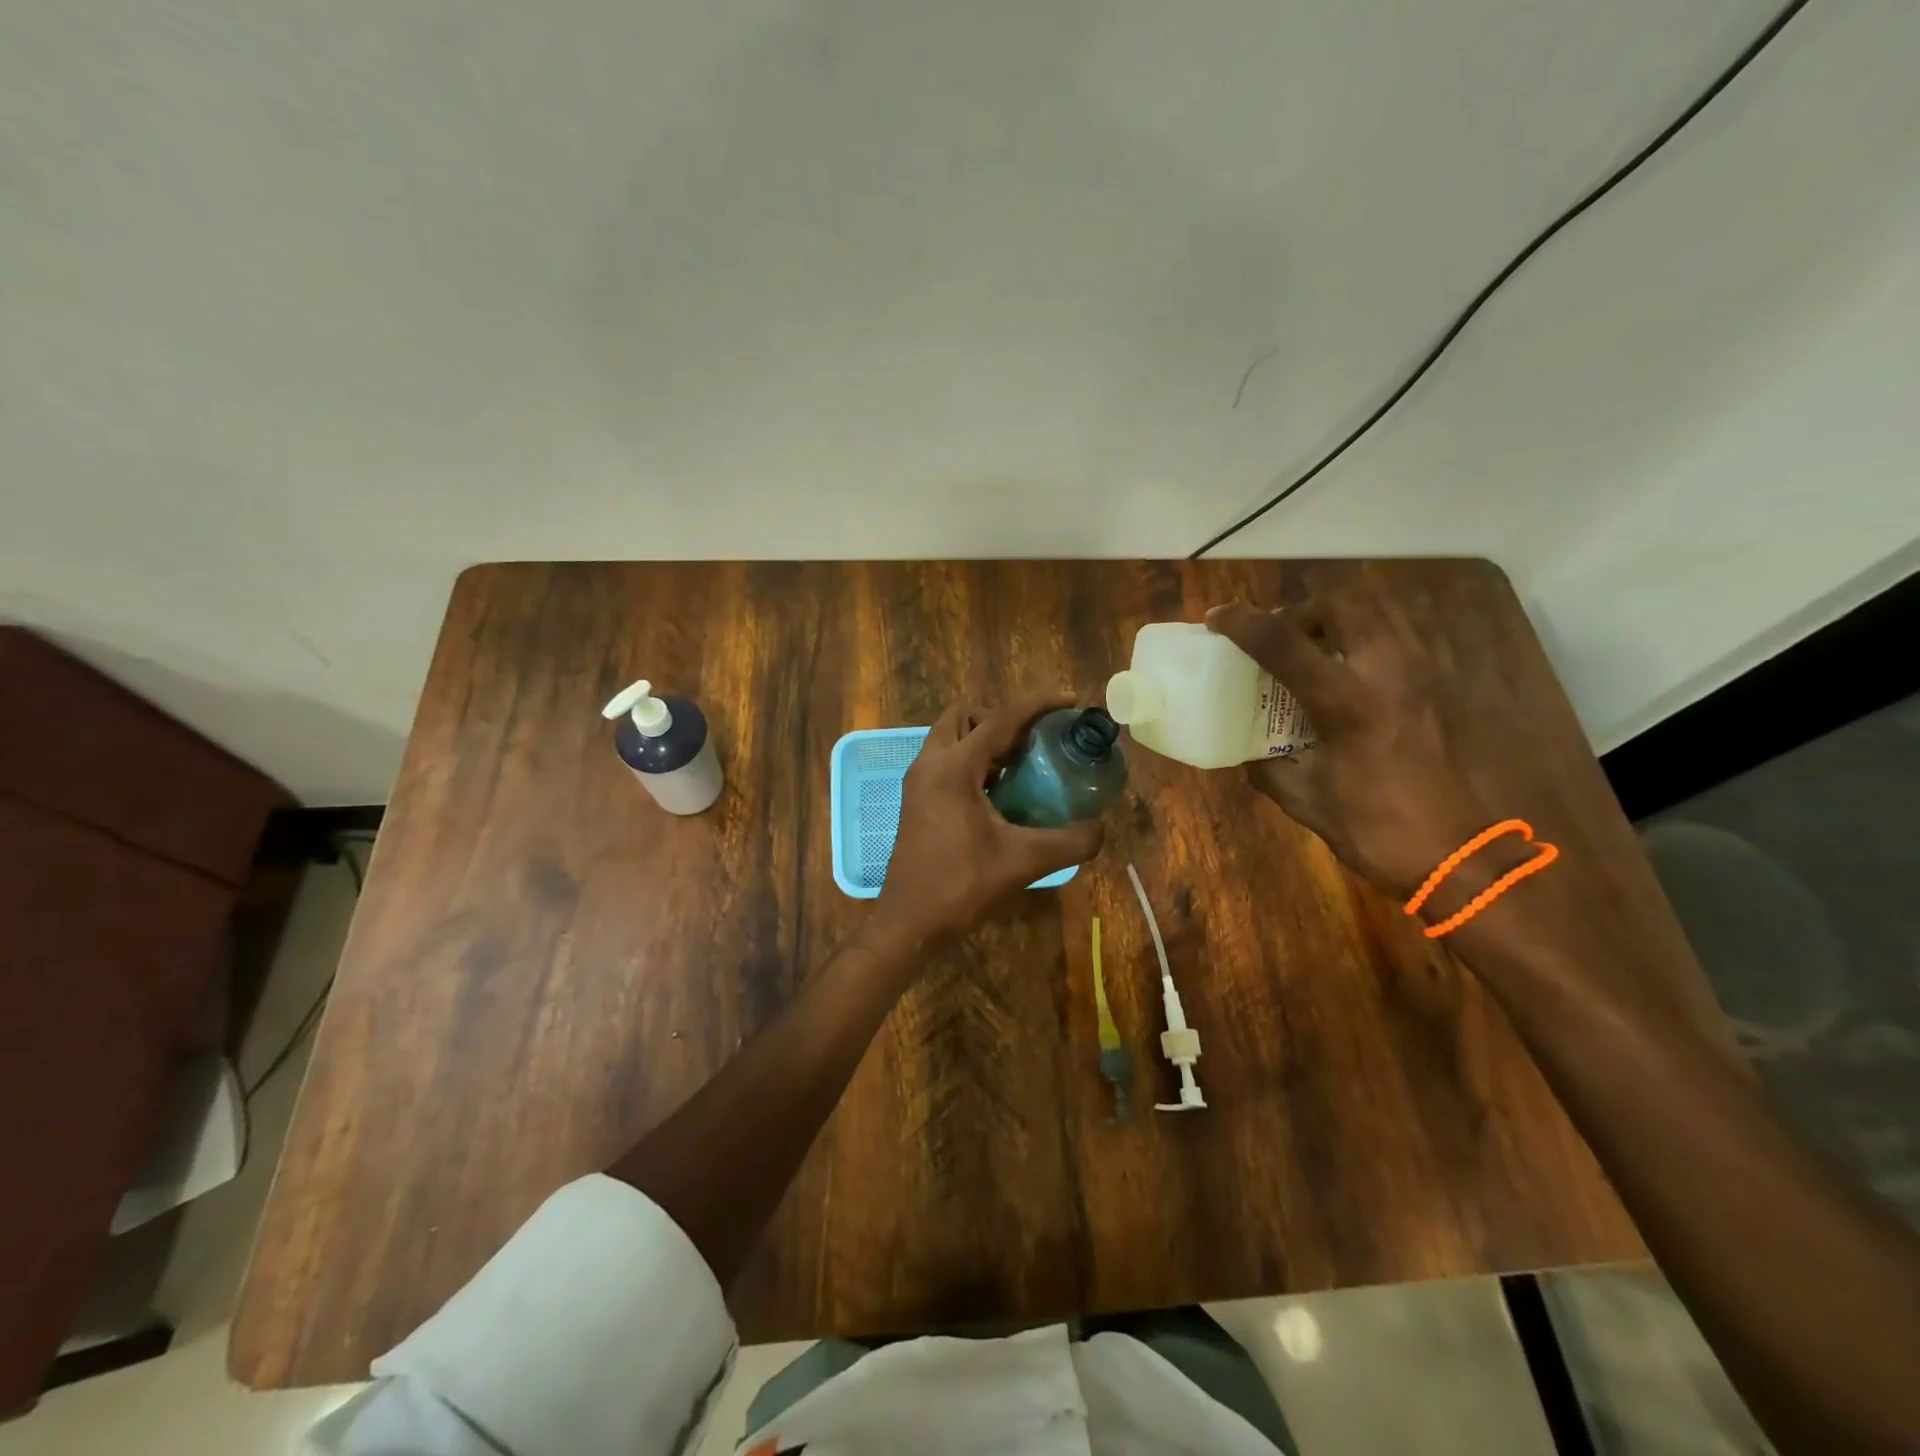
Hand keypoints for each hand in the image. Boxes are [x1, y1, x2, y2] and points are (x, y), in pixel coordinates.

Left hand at [875, 695, 1105, 941]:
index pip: (1000, 719)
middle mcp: (930, 764)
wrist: (910, 921)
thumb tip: (1101, 828)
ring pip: (950, 737)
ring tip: (1020, 765)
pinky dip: (971, 761)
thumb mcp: (1024, 862)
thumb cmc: (962, 885)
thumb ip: (1070, 842)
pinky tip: (998, 792)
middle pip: (965, 717)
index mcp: (953, 768)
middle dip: (1001, 719)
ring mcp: (917, 782)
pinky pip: (944, 760)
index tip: (1069, 700)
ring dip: (983, 740)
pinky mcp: (915, 799)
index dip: (1038, 705)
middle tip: (1033, 741)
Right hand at [1206, 596, 1505, 901]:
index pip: (1284, 642)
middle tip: (1277, 638)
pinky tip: (1344, 680)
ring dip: (1333, 622)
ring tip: (1309, 653)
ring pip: (1374, 615)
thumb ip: (1268, 767)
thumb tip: (1248, 752)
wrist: (1456, 855)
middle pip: (1340, 605)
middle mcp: (1386, 673)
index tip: (1216, 618)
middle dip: (1299, 612)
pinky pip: (1393, 641)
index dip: (1243, 623)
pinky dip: (1360, 643)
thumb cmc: (1375, 829)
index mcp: (1347, 702)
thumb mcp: (1305, 799)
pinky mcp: (1434, 688)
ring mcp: (1418, 676)